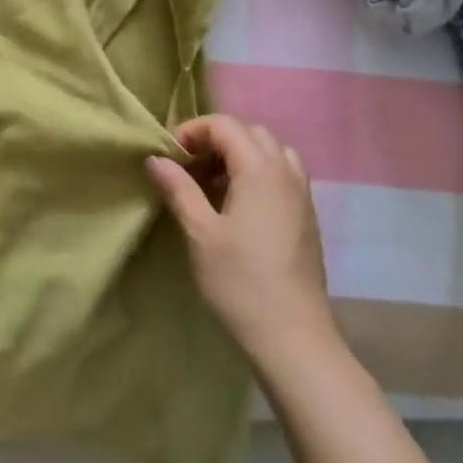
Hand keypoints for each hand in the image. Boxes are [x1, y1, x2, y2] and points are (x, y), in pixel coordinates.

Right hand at [146, 115, 336, 374]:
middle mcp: (286, 173)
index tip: (169, 158)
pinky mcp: (307, 217)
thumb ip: (178, 188)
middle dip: (215, 139)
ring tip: (212, 183)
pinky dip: (256, 173)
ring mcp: (302, 195)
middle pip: (250, 132)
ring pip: (270, 152)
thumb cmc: (240, 282)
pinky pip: (282, 174)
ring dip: (239, 155)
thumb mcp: (199, 232)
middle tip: (188, 166)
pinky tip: (236, 206)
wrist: (293, 338)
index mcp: (260, 170)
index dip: (192, 131)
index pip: (225, 125)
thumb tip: (155, 158)